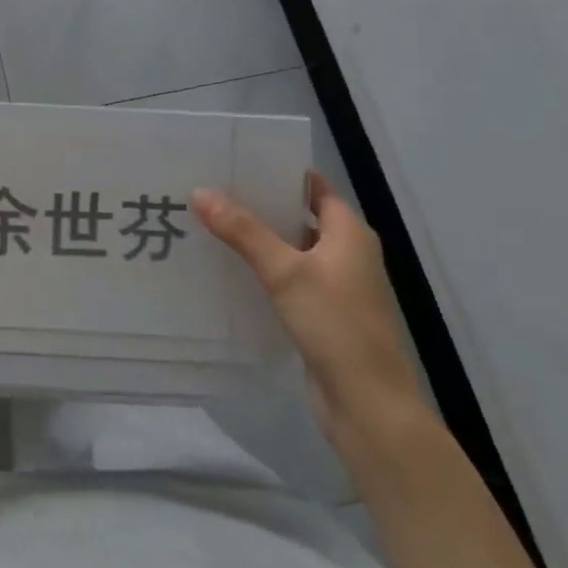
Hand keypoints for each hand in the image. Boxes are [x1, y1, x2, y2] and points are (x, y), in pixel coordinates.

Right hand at [192, 171, 422, 445]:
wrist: (367, 405)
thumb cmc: (336, 325)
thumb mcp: (286, 271)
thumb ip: (243, 231)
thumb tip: (200, 191)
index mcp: (349, 233)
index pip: (313, 187)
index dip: (279, 172)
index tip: (237, 161)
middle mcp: (345, 254)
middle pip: (299, 216)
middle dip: (259, 205)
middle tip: (212, 189)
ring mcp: (335, 287)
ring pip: (290, 250)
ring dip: (258, 239)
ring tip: (210, 223)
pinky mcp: (321, 315)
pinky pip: (287, 280)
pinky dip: (262, 270)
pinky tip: (227, 269)